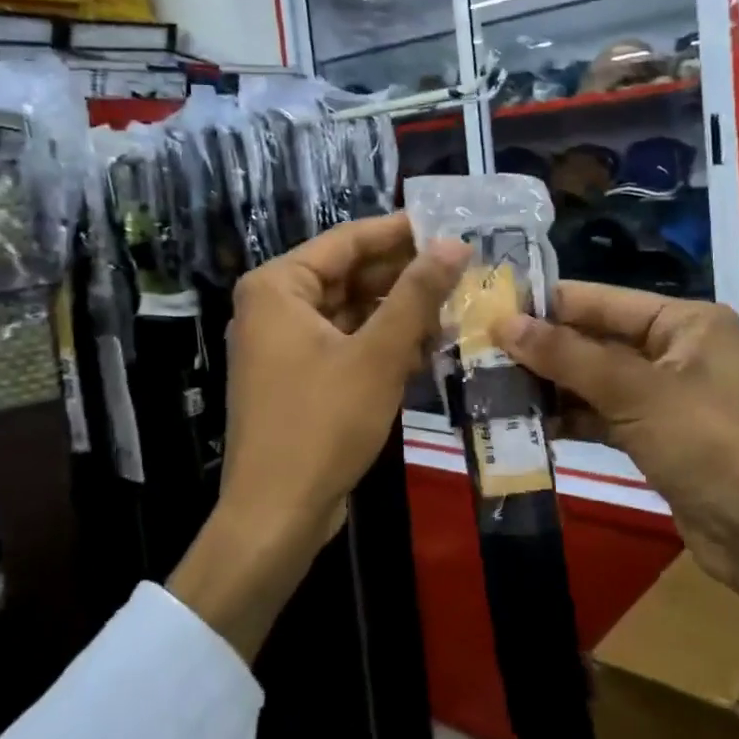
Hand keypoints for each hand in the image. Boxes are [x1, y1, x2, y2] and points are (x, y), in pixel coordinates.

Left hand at [170, 215, 468, 659]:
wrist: (277, 515)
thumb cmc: (321, 424)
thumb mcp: (377, 355)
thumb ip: (417, 295)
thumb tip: (454, 243)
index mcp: (278, 286)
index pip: (347, 241)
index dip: (400, 232)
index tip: (450, 224)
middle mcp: (274, 306)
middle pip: (350, 275)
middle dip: (405, 277)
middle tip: (463, 268)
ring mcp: (284, 344)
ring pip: (352, 311)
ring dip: (399, 313)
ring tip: (457, 306)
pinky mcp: (299, 377)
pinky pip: (346, 343)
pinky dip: (382, 344)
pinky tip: (428, 346)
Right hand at [494, 284, 738, 589]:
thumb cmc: (710, 446)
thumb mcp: (636, 393)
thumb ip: (568, 357)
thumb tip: (504, 323)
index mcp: (684, 322)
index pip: (601, 301)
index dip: (546, 305)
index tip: (489, 310)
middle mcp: (677, 350)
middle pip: (596, 340)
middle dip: (543, 350)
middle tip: (481, 354)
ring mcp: (668, 395)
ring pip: (596, 380)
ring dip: (552, 387)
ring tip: (493, 388)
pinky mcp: (658, 436)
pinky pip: (605, 415)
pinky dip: (572, 418)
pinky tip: (530, 424)